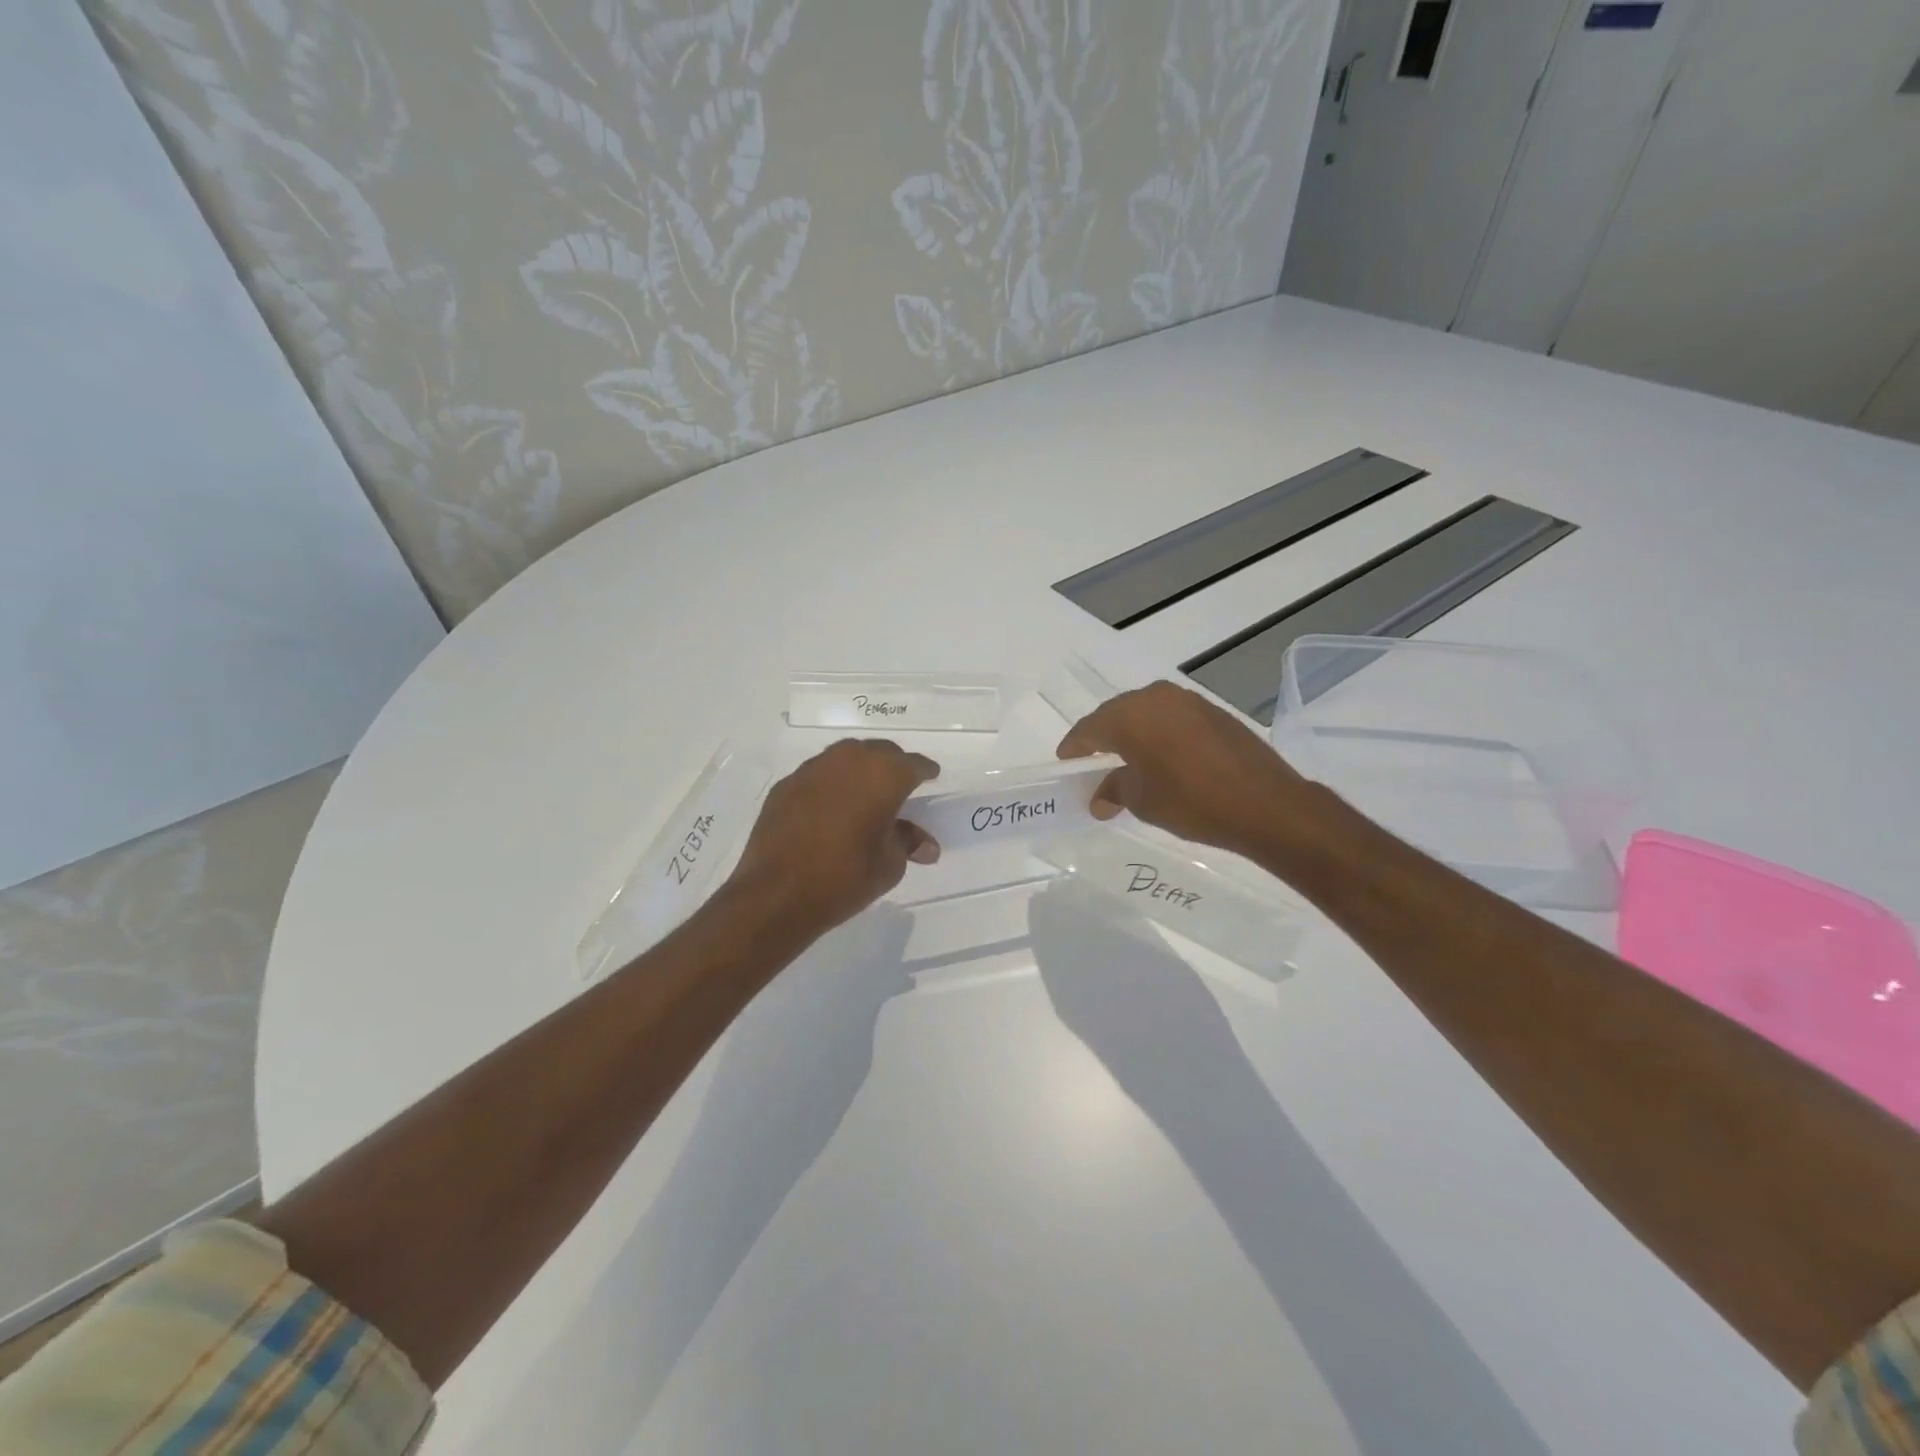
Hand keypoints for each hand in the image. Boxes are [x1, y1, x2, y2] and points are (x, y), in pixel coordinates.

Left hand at [726, 739, 940, 942]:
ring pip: (846, 758)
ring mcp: (813, 769)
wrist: (776, 894)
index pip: (914, 764)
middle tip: (899, 786)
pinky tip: (829, 809)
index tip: (931, 776)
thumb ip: (908, 843)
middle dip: (892, 766)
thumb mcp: (889, 864)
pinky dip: (830, 786)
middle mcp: (849, 760)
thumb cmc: (845, 877)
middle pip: (880, 752)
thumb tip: (926, 846)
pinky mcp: (786, 785)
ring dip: (859, 771)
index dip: (925, 771)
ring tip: (864, 794)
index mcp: (884, 775)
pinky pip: (818, 776)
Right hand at [1057, 681, 1322, 858]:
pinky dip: (1159, 733)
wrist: (1266, 804)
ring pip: (1146, 713)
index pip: (1089, 728)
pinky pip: (1172, 717)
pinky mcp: (1213, 711)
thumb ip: (1114, 790)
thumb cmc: (1192, 802)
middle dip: (1102, 738)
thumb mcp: (1143, 801)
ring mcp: (1187, 700)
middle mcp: (1156, 698)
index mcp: (1130, 716)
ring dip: (1133, 734)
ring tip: (1128, 761)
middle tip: (1094, 764)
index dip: (1074, 747)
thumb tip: (1099, 797)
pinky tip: (1163, 756)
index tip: (1066, 764)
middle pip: (1116, 715)